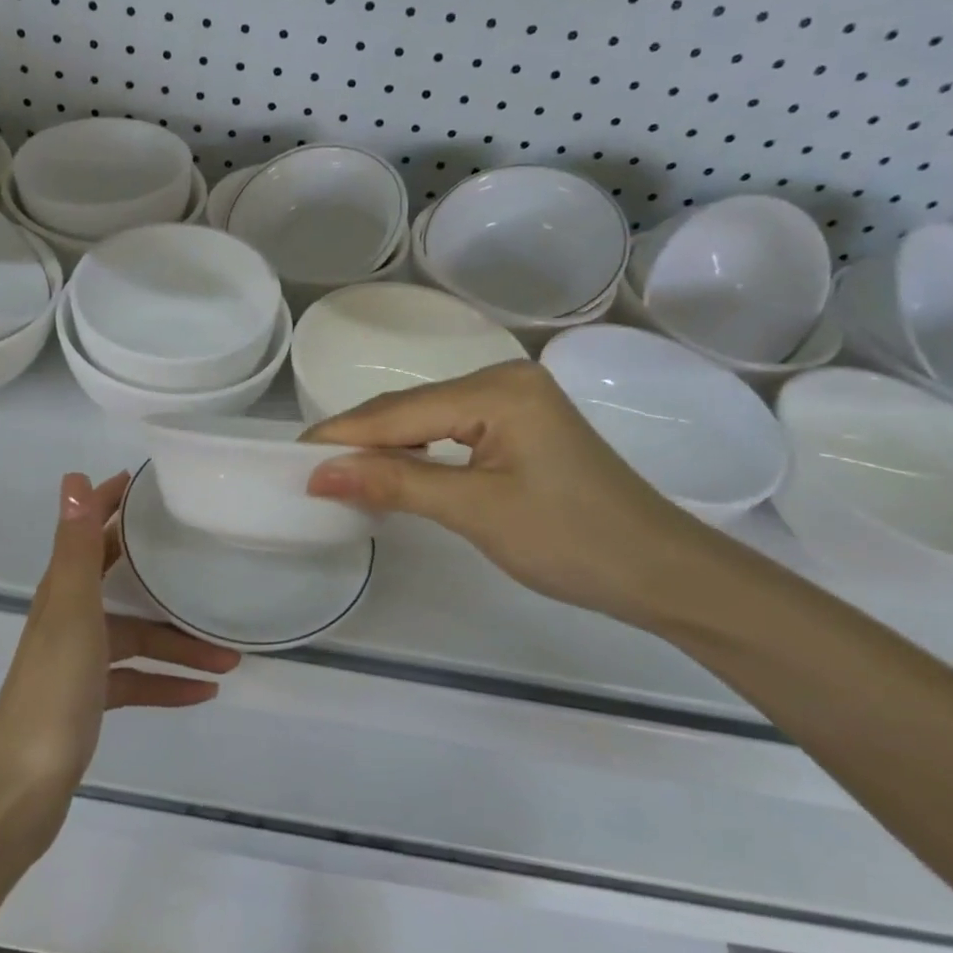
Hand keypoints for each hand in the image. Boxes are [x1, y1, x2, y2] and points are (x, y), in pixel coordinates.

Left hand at [0, 471, 240, 846]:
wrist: (21, 790)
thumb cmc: (52, 691)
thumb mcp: (70, 611)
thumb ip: (75, 547)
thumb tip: (73, 477)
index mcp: (63, 592)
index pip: (90, 533)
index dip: (113, 504)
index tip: (151, 485)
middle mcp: (70, 618)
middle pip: (121, 582)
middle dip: (162, 573)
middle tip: (208, 561)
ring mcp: (80, 662)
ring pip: (139, 639)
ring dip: (180, 644)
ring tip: (230, 655)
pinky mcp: (90, 701)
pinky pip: (138, 682)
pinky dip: (168, 683)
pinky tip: (205, 691)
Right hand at [303, 362, 723, 626]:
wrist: (662, 573)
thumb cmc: (572, 541)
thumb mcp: (475, 511)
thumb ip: (395, 484)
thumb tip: (319, 473)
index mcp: (497, 389)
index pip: (399, 412)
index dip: (342, 436)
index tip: (291, 458)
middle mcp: (503, 379)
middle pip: (409, 410)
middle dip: (359, 441)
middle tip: (307, 472)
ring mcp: (514, 401)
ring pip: (426, 420)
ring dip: (384, 449)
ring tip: (338, 475)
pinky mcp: (519, 426)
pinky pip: (449, 433)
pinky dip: (416, 455)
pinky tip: (391, 473)